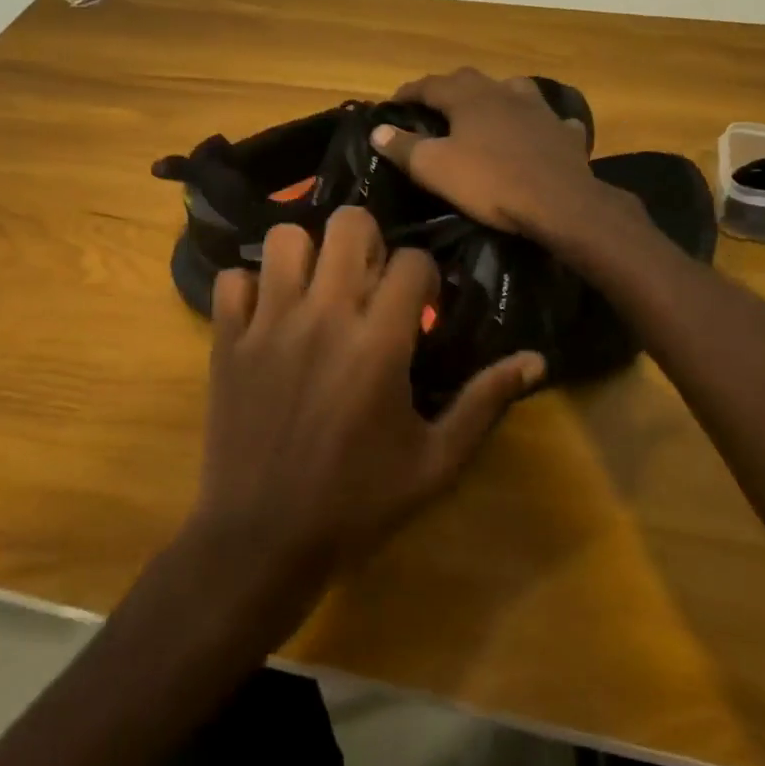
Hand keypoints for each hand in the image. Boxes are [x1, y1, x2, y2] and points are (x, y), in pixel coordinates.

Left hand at [188, 206, 543, 605]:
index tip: (419, 306)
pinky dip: (251, 288)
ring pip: (286, 238)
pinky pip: (233, 279)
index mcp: (380, 342)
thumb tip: (536, 359)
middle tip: (368, 279)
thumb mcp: (436, 462)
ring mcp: (268, 323)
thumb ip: (485, 402)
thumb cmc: (357, 504)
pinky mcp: (228, 340)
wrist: (262, 541)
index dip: (424, 276)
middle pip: (348, 224)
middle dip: (368, 241)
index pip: (412, 261)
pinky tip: (266, 316)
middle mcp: (324, 316)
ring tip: (317, 289)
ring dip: (307, 254)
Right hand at [368, 68, 601, 237]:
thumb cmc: (490, 182)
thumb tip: (377, 129)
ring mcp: (538, 109)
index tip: (393, 103)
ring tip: (485, 112)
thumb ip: (404, 146)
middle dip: (448, 90)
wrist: (559, 202)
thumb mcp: (435, 168)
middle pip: (470, 81)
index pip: (430, 84)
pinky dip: (536, 123)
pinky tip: (536, 133)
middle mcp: (503, 92)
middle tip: (434, 107)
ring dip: (494, 97)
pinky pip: (547, 120)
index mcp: (468, 97)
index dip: (408, 92)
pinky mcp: (563, 132)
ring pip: (512, 91)